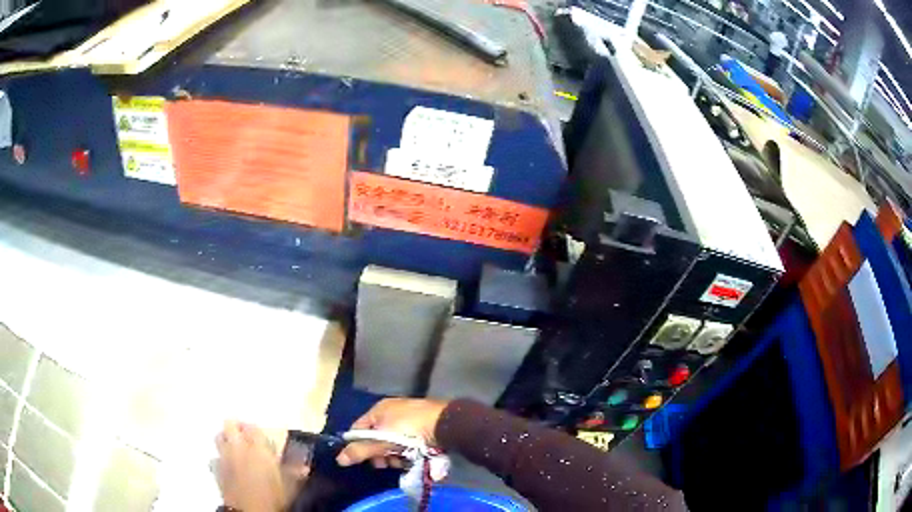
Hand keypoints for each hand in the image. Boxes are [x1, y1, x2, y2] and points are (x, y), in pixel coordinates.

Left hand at [215, 422, 294, 511]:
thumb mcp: (290, 485)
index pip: (253, 427)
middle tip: (244, 435)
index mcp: (257, 448)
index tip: (261, 435)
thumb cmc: (272, 497)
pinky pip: (215, 456)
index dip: (256, 429)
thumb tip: (305, 466)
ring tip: (234, 446)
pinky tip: (228, 465)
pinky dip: (220, 458)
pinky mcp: (216, 469)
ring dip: (225, 438)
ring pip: (219, 436)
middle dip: (236, 426)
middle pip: (230, 424)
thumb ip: (295, 472)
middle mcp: (238, 447)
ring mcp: (224, 457)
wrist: (249, 510)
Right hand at [336, 398, 448, 468]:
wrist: (445, 424)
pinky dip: (408, 451)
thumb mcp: (381, 441)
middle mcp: (392, 410)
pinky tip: (413, 457)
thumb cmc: (408, 431)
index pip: (358, 428)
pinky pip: (408, 442)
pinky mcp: (424, 426)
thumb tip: (339, 459)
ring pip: (393, 441)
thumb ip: (360, 450)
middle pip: (376, 437)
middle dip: (379, 453)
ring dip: (394, 454)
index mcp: (378, 409)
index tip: (365, 460)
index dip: (358, 445)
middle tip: (386, 463)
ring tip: (402, 461)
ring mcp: (410, 417)